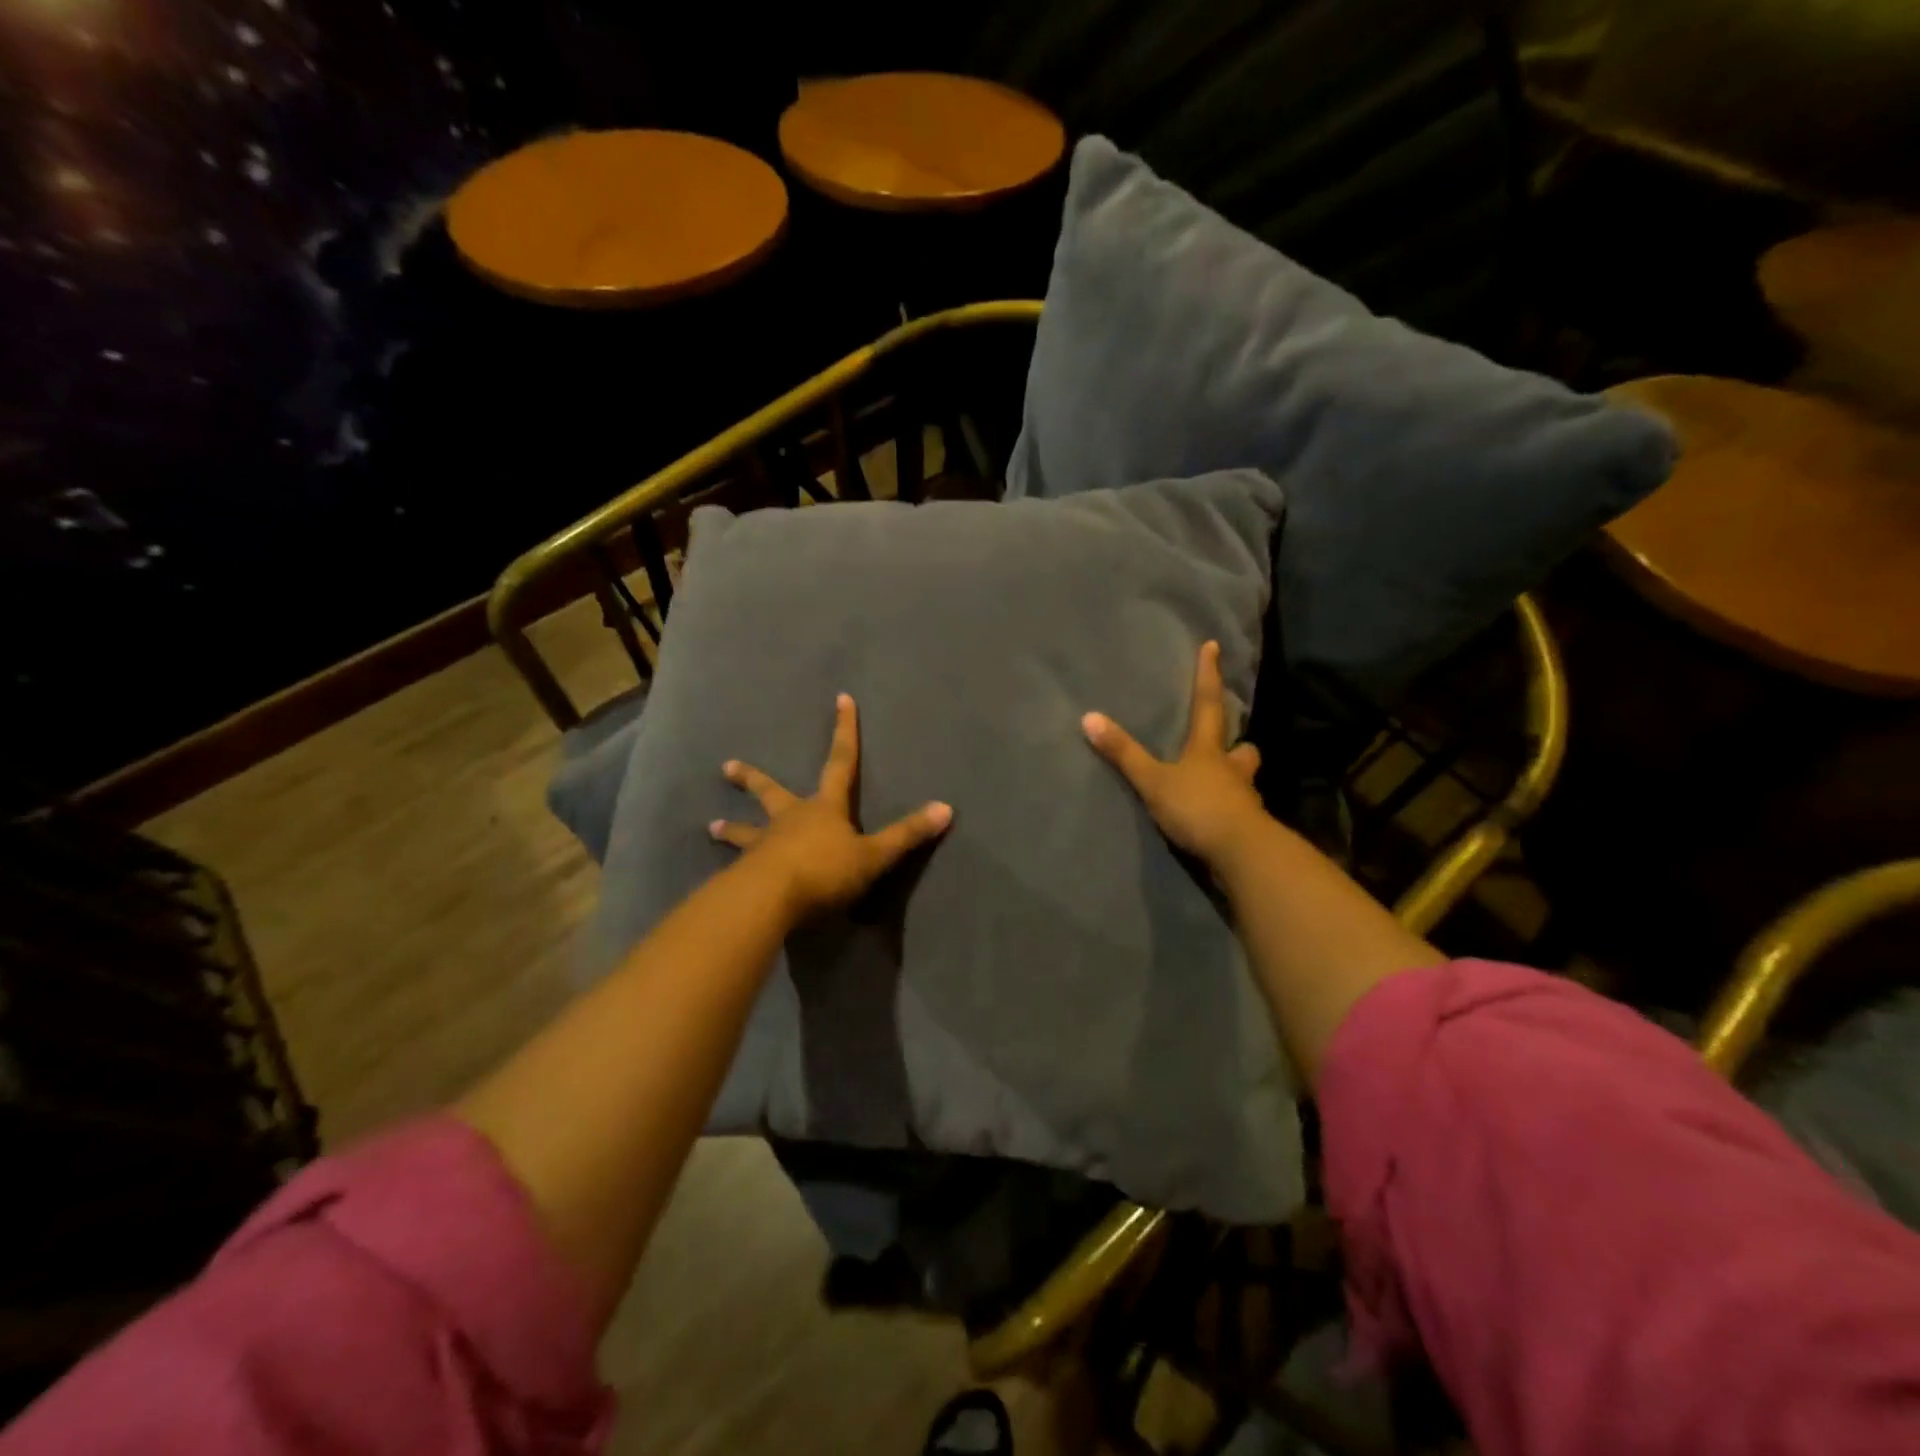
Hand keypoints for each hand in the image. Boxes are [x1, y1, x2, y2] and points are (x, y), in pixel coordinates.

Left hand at [711, 693, 952, 920]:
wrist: (771, 898)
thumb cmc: (826, 870)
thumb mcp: (874, 855)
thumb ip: (907, 835)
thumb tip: (947, 808)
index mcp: (824, 808)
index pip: (841, 762)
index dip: (845, 730)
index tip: (841, 698)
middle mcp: (790, 819)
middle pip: (771, 792)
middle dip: (752, 779)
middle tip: (725, 767)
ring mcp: (764, 845)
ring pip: (747, 831)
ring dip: (731, 828)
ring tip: (710, 827)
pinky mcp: (746, 874)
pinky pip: (740, 868)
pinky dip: (733, 869)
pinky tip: (721, 881)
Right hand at [1082, 641, 1270, 871]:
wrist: (1241, 853)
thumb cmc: (1197, 807)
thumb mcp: (1153, 780)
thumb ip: (1124, 753)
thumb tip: (1089, 717)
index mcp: (1208, 751)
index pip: (1208, 704)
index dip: (1208, 676)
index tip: (1214, 647)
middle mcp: (1232, 770)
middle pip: (1242, 749)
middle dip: (1237, 745)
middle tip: (1231, 745)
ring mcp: (1244, 799)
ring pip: (1245, 781)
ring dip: (1236, 779)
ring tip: (1222, 784)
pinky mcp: (1248, 828)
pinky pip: (1241, 812)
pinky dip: (1231, 811)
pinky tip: (1219, 819)